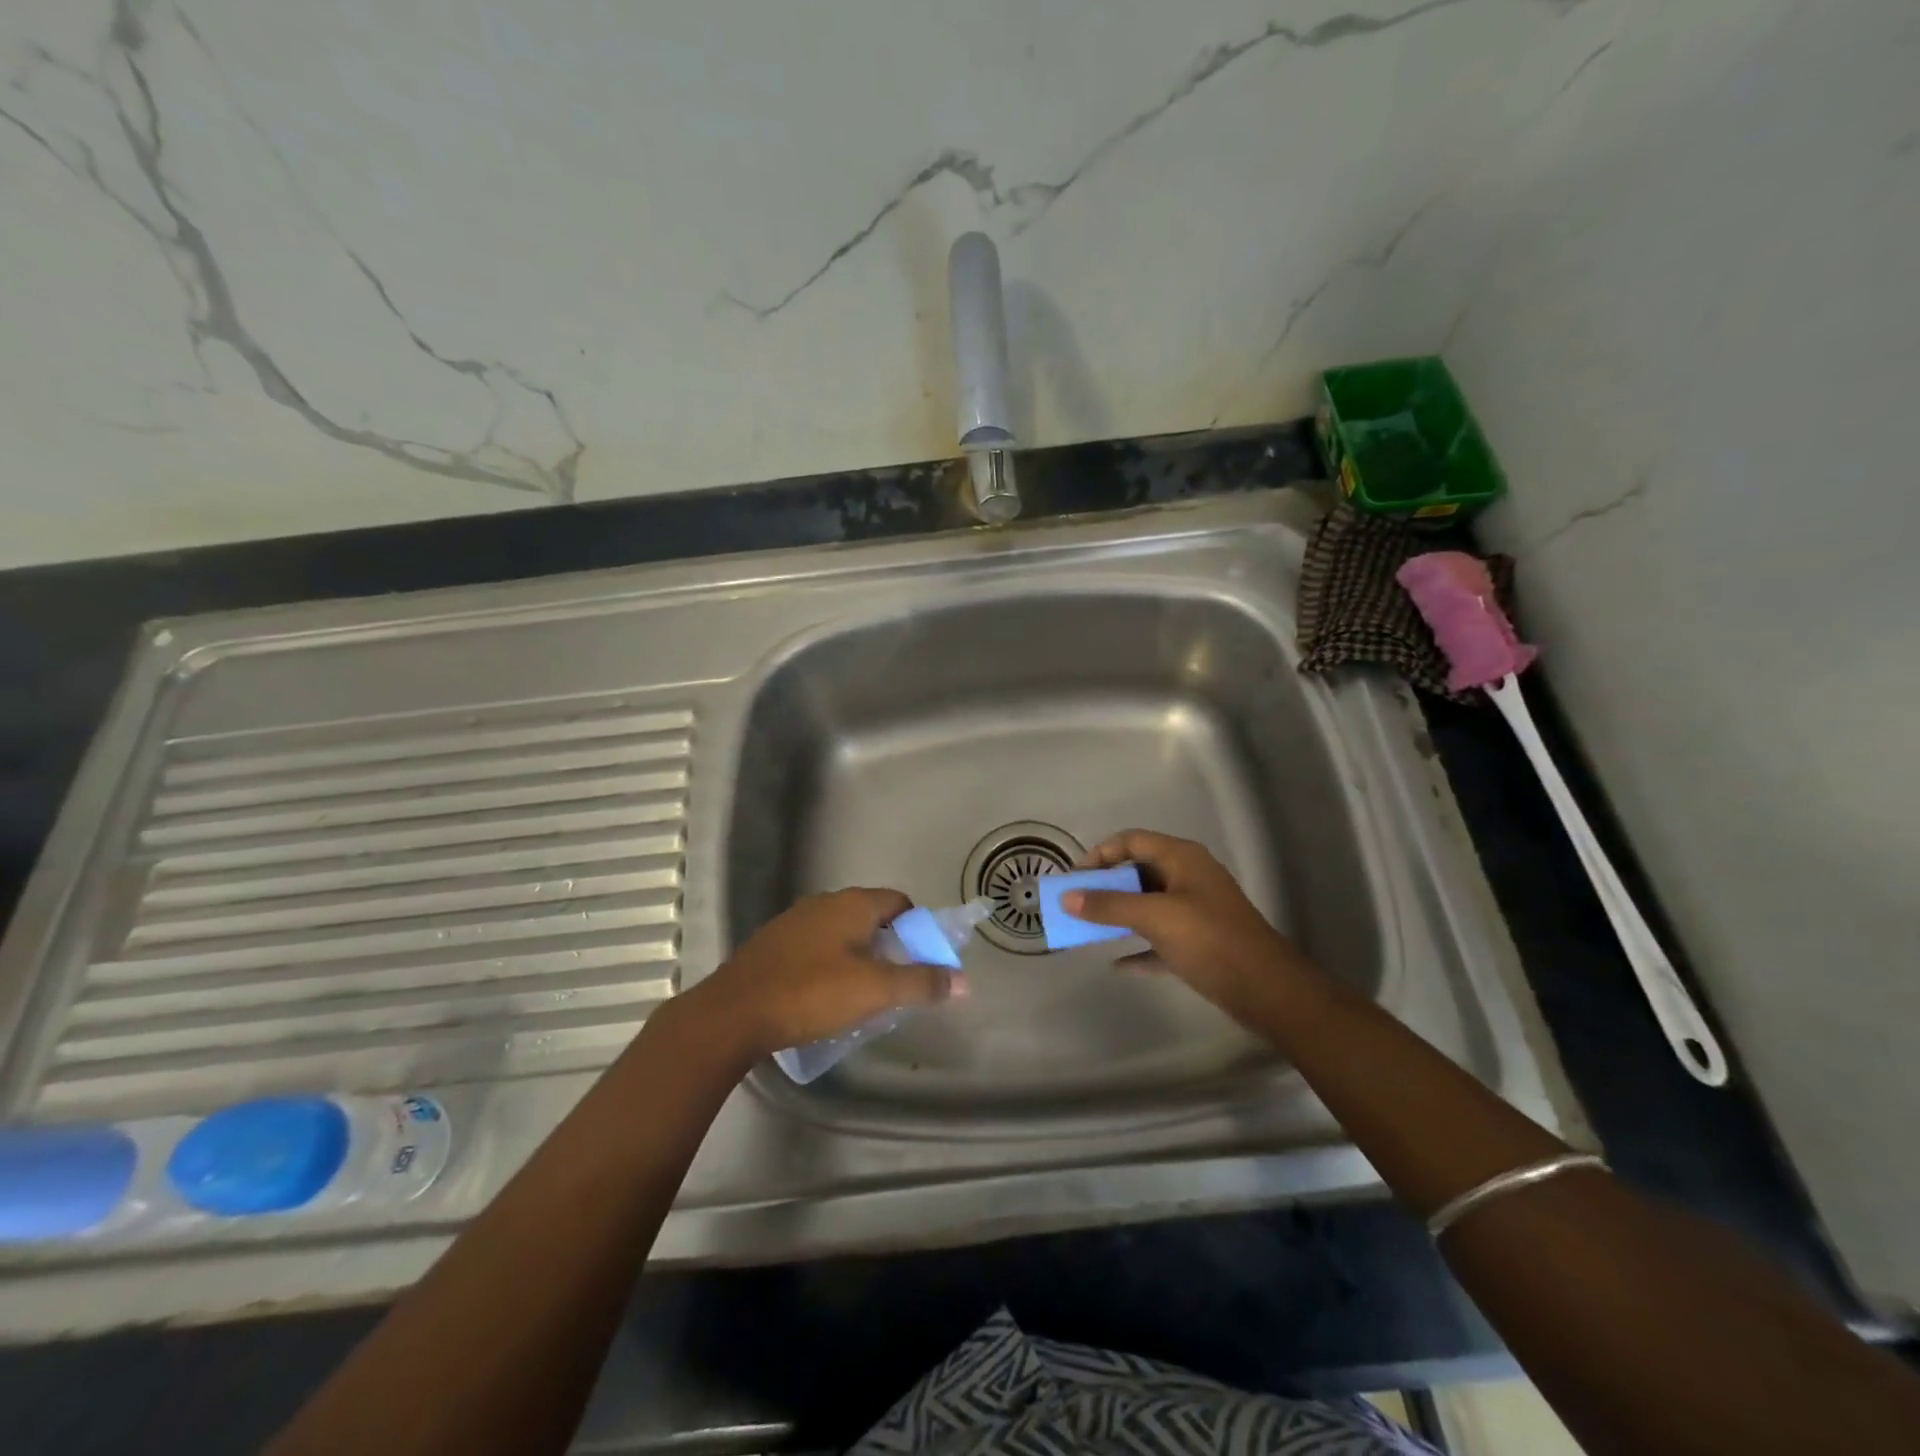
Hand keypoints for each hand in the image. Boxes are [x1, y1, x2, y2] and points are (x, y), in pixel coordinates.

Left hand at [680, 889, 962, 1061]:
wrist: (732, 1014)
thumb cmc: (811, 993)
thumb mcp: (875, 991)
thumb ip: (921, 983)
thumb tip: (962, 980)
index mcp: (852, 903)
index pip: (900, 902)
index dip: (918, 929)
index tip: (922, 961)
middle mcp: (824, 903)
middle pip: (871, 918)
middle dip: (890, 947)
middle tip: (897, 984)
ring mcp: (794, 922)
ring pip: (842, 934)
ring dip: (859, 958)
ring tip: (863, 997)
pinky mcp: (772, 946)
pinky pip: (816, 949)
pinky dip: (830, 966)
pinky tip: (824, 999)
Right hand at [1062, 829, 1317, 1027]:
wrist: (1267, 990)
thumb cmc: (1210, 940)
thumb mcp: (1155, 918)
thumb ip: (1109, 905)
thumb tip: (1067, 897)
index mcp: (1182, 858)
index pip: (1132, 840)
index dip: (1100, 854)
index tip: (1075, 878)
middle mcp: (1188, 877)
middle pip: (1138, 871)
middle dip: (1105, 886)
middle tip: (1077, 904)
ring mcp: (1195, 910)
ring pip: (1147, 905)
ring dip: (1119, 915)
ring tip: (1088, 929)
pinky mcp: (1198, 942)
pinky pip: (1159, 937)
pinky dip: (1138, 946)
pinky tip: (1118, 964)